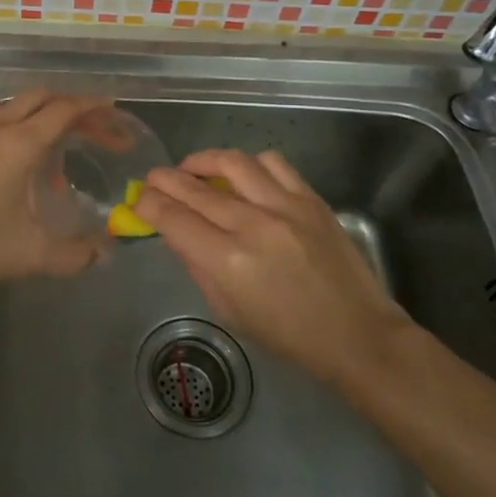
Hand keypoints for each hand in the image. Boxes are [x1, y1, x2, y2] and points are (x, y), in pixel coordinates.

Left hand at [0, 91, 108, 300]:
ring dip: (47, 120)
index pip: (64, 110)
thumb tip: (104, 254)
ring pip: (18, 110)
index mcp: (19, 145)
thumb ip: (74, 255)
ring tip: (65, 158)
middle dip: (74, 108)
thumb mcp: (29, 255)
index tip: (117, 113)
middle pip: (42, 98)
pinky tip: (27, 173)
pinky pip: (1, 125)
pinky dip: (24, 132)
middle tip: (98, 131)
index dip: (94, 109)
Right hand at [136, 149, 409, 386]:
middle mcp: (252, 225)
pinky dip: (250, 165)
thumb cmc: (287, 335)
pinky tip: (243, 176)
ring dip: (204, 161)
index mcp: (227, 262)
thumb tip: (177, 232)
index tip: (139, 200)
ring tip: (194, 168)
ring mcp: (285, 207)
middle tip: (153, 179)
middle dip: (165, 179)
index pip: (172, 218)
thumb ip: (198, 266)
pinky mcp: (311, 199)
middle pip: (194, 187)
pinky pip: (273, 163)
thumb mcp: (229, 310)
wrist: (356, 334)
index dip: (148, 204)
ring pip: (232, 162)